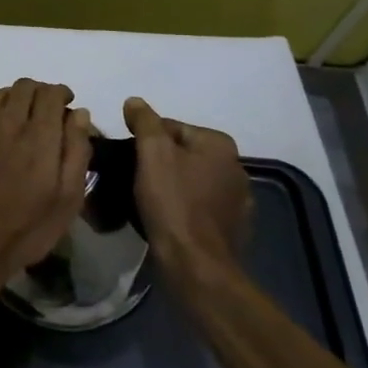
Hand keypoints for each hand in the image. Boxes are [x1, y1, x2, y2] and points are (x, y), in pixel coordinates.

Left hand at [0, 79, 92, 298]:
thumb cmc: (27, 228)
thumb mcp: (67, 199)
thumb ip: (76, 151)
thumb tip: (79, 114)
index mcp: (38, 136)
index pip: (50, 93)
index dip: (62, 94)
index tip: (68, 106)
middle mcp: (7, 123)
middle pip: (25, 87)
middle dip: (41, 93)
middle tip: (49, 112)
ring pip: (1, 94)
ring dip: (18, 97)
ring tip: (26, 117)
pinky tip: (2, 134)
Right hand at [124, 97, 253, 279]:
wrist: (196, 265)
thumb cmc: (173, 202)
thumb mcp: (152, 153)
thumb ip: (144, 121)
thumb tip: (135, 102)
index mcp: (219, 144)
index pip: (171, 128)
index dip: (144, 141)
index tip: (128, 160)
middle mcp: (236, 167)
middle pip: (182, 154)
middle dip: (159, 163)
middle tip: (134, 180)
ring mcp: (238, 200)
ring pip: (192, 181)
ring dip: (172, 186)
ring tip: (147, 201)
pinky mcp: (234, 228)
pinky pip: (201, 207)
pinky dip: (185, 208)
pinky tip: (168, 219)